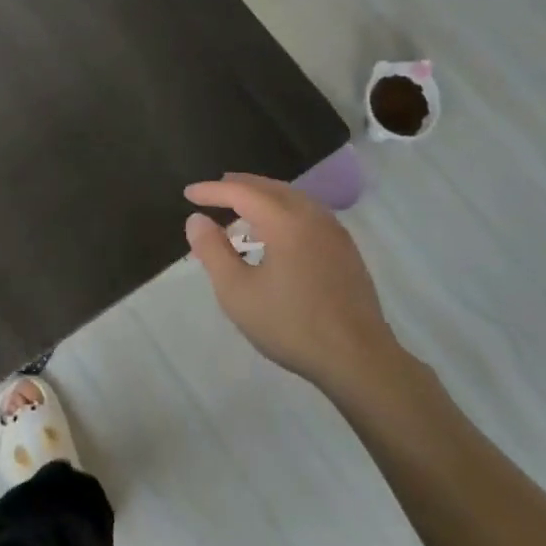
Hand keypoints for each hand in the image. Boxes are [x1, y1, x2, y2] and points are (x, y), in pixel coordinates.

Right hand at [184, 173, 410, 403]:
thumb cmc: (290, 325)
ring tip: (240, 208)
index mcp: (285, 221)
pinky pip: (307, 214)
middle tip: (212, 192)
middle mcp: (312, 216)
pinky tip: (275, 232)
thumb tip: (196, 220)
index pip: (241, 192)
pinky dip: (283, 210)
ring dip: (262, 197)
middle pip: (270, 188)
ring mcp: (334, 232)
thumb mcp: (237, 292)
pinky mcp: (346, 250)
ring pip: (292, 199)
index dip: (212, 191)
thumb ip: (213, 251)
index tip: (188, 193)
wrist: (358, 359)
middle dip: (239, 186)